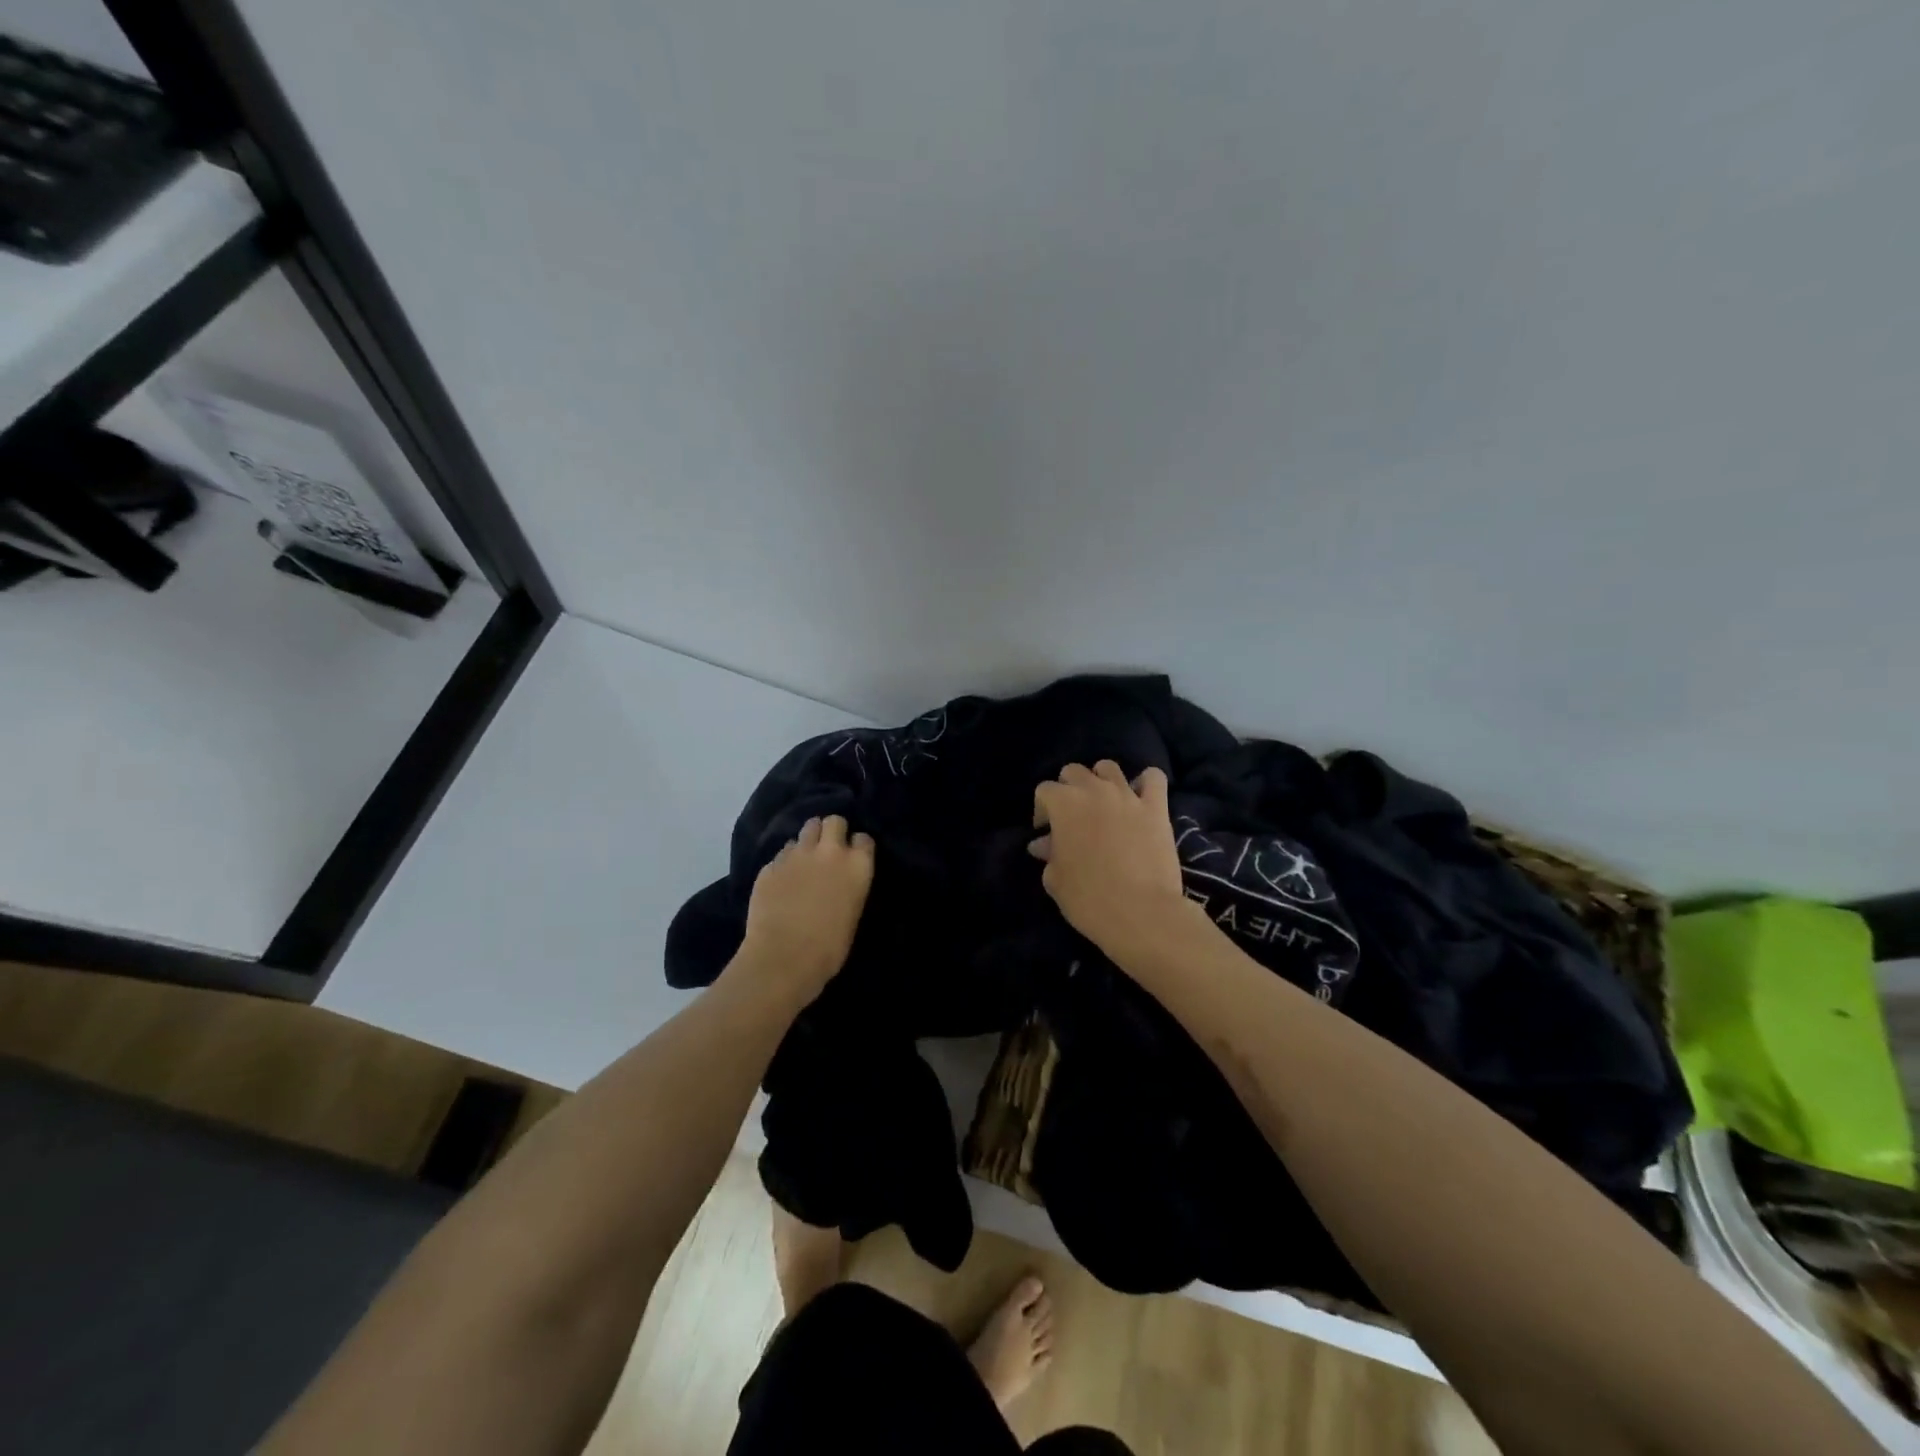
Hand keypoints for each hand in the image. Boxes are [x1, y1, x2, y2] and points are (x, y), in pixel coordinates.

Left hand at [736, 815, 874, 1000]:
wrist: (783, 958)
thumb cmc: (829, 948)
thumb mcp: (852, 914)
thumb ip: (849, 886)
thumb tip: (840, 881)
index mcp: (857, 865)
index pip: (864, 838)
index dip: (857, 847)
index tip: (853, 858)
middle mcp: (829, 851)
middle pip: (834, 821)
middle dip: (832, 831)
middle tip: (828, 850)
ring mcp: (797, 854)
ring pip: (807, 828)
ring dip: (809, 839)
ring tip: (805, 858)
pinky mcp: (771, 864)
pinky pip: (783, 852)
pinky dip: (786, 860)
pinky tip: (783, 879)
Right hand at [1029, 761, 1194, 960]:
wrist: (1141, 913)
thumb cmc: (1088, 899)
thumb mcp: (1055, 880)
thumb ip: (1049, 855)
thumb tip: (1044, 845)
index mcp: (1064, 804)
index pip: (1044, 790)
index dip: (1042, 810)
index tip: (1047, 833)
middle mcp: (1094, 790)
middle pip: (1074, 772)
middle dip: (1068, 789)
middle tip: (1073, 817)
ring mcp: (1128, 796)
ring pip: (1109, 768)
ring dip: (1101, 781)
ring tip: (1104, 804)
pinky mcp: (1157, 807)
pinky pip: (1153, 778)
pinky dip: (1146, 783)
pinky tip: (1140, 797)